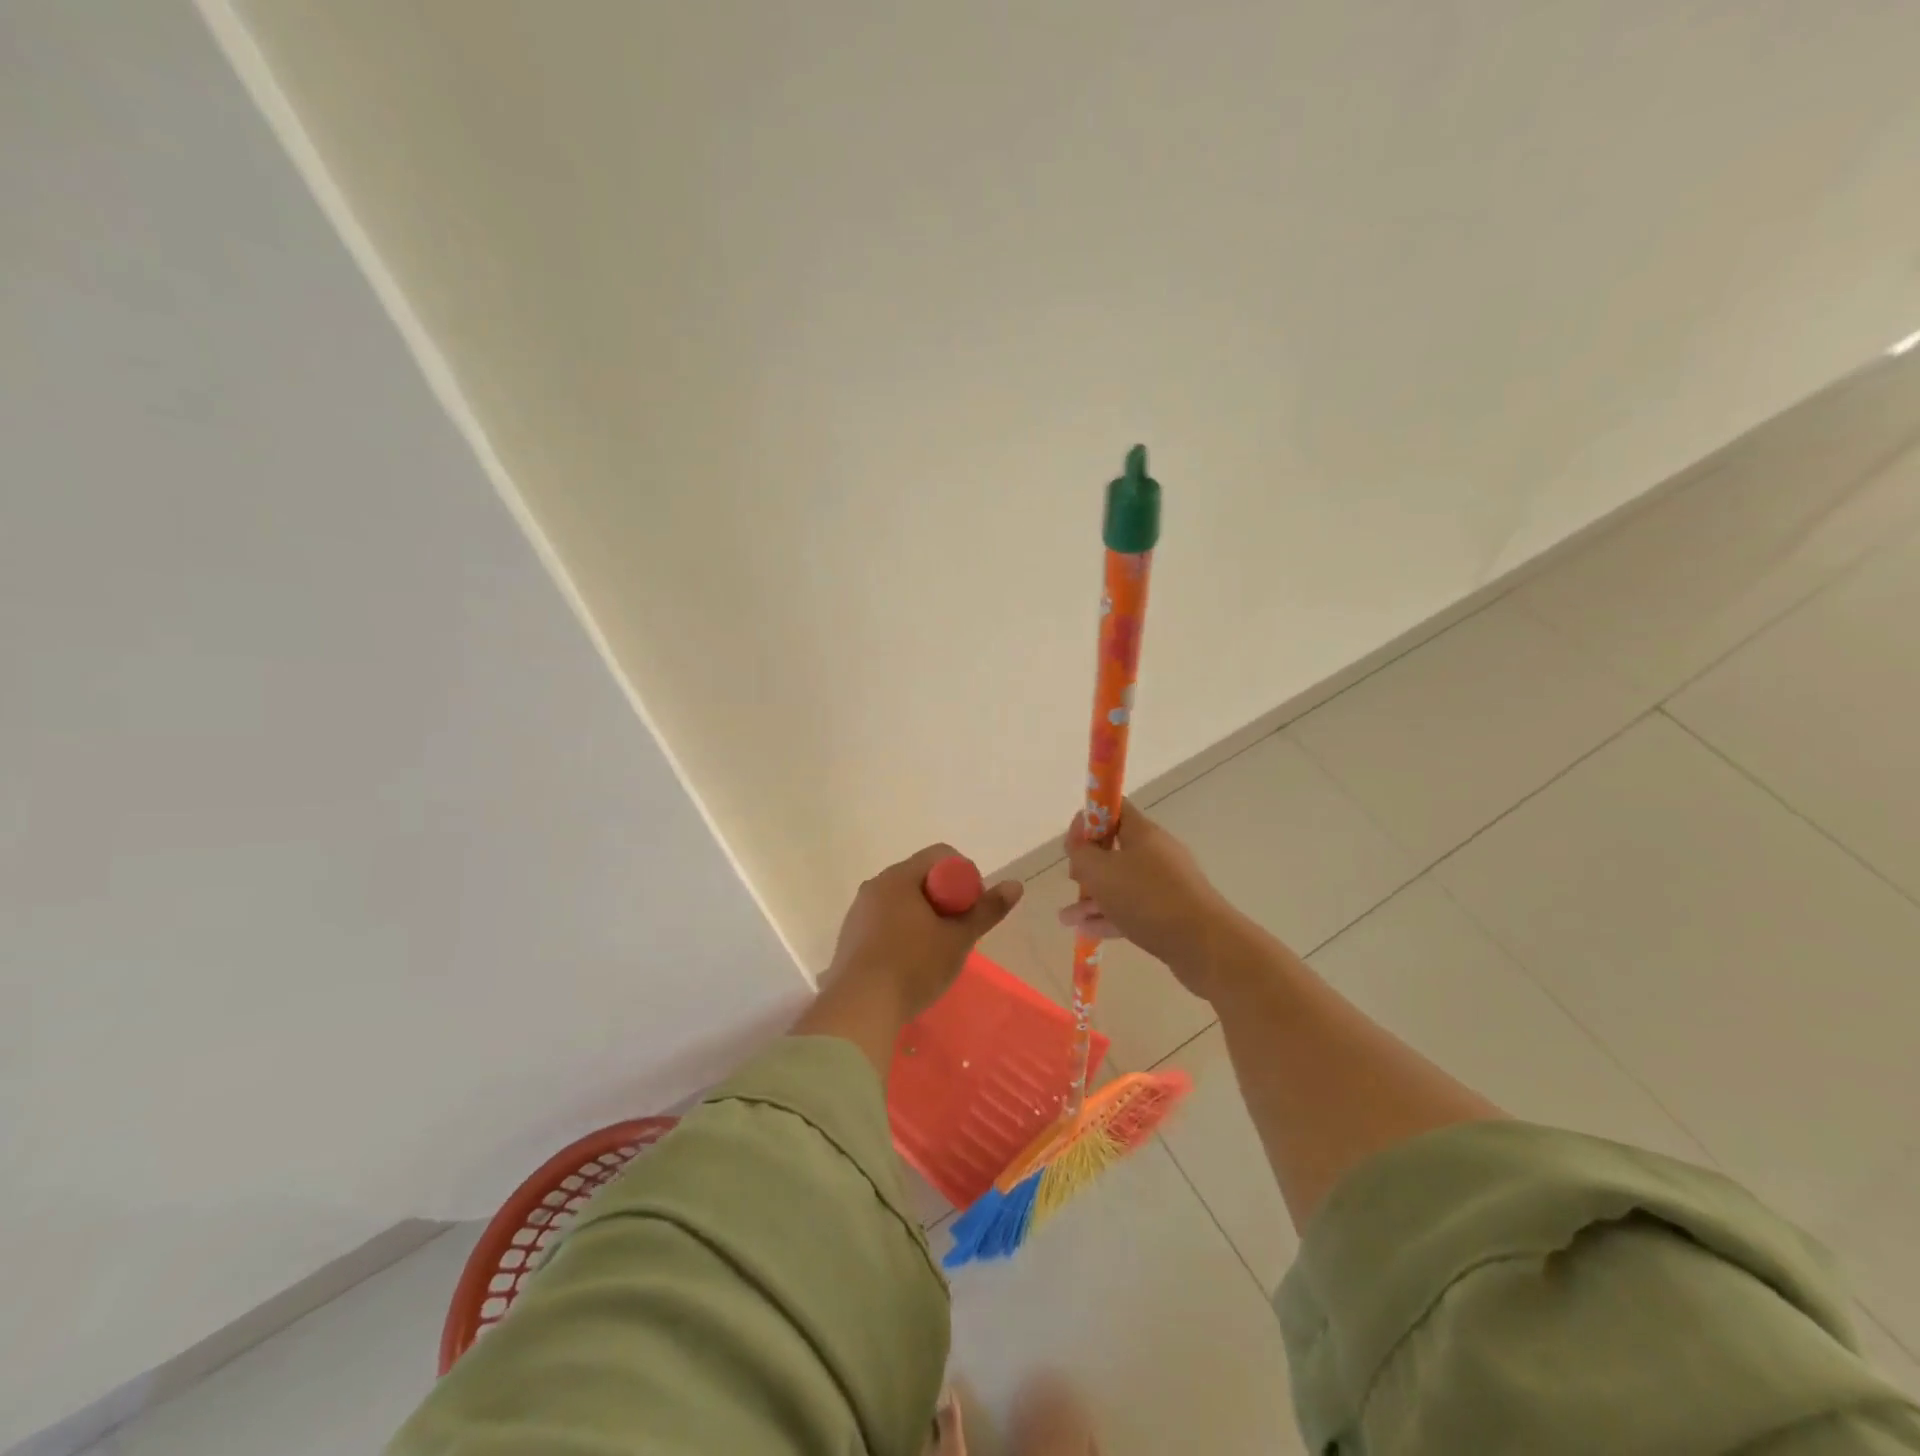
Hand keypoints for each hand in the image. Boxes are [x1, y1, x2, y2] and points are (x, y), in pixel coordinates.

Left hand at [825, 843, 1021, 1018]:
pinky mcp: (850, 937)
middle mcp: (875, 885)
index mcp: (899, 877)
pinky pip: (884, 922)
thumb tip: (1015, 885)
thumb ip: (987, 910)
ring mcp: (859, 911)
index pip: (941, 856)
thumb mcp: (958, 939)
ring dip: (923, 918)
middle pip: (921, 878)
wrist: (859, 1009)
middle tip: (958, 932)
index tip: (972, 909)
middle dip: (945, 900)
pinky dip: (902, 933)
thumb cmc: (913, 966)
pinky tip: (909, 964)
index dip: (965, 877)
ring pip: (902, 902)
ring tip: (935, 952)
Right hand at [1058, 800, 1234, 997]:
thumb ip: (1081, 854)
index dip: (1090, 818)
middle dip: (1088, 864)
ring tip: (1066, 918)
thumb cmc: (1147, 897)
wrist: (1204, 944)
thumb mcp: (1101, 871)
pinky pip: (1132, 909)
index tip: (1073, 841)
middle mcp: (1156, 853)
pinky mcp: (1170, 913)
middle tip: (1073, 879)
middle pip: (1115, 849)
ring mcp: (1165, 884)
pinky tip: (1086, 930)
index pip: (1115, 808)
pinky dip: (1109, 916)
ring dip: (1092, 897)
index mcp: (1143, 833)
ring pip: (1121, 884)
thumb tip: (1079, 846)